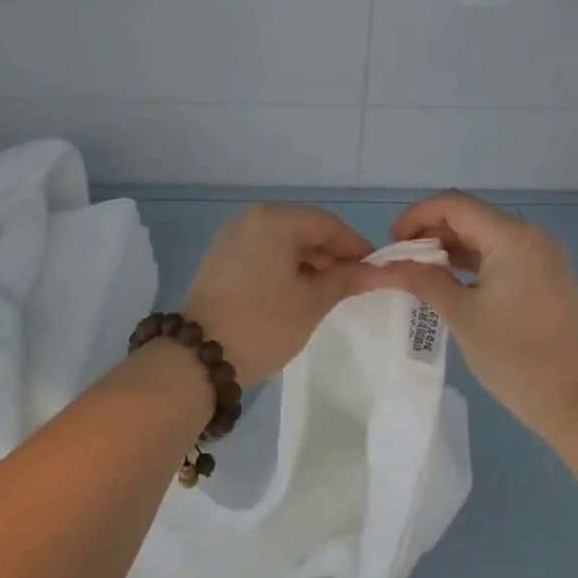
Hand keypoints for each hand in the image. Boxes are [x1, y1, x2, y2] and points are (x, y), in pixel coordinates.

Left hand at [177, 204, 375, 386]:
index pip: (327, 224)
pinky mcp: (220, 260)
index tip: (376, 271)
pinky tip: (299, 292)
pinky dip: (286, 268)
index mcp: (273, 221)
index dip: (355, 246)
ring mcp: (231, 239)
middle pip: (304, 229)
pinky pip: (264, 253)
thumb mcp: (312, 302)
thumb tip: (379, 271)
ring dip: (310, 262)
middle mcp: (250, 220)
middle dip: (332, 255)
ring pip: (283, 242)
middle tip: (356, 285)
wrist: (199, 358)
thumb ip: (346, 279)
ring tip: (331, 292)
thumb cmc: (263, 324)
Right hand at [363, 192, 577, 440]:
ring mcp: (542, 255)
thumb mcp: (461, 315)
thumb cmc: (514, 357)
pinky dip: (471, 260)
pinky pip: (500, 253)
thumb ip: (423, 280)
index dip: (416, 216)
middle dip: (430, 231)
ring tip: (418, 272)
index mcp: (512, 237)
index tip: (391, 243)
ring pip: (484, 234)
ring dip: (449, 246)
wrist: (575, 401)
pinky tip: (449, 281)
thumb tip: (387, 265)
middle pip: (470, 215)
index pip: (454, 205)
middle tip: (400, 260)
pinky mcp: (545, 275)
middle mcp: (530, 235)